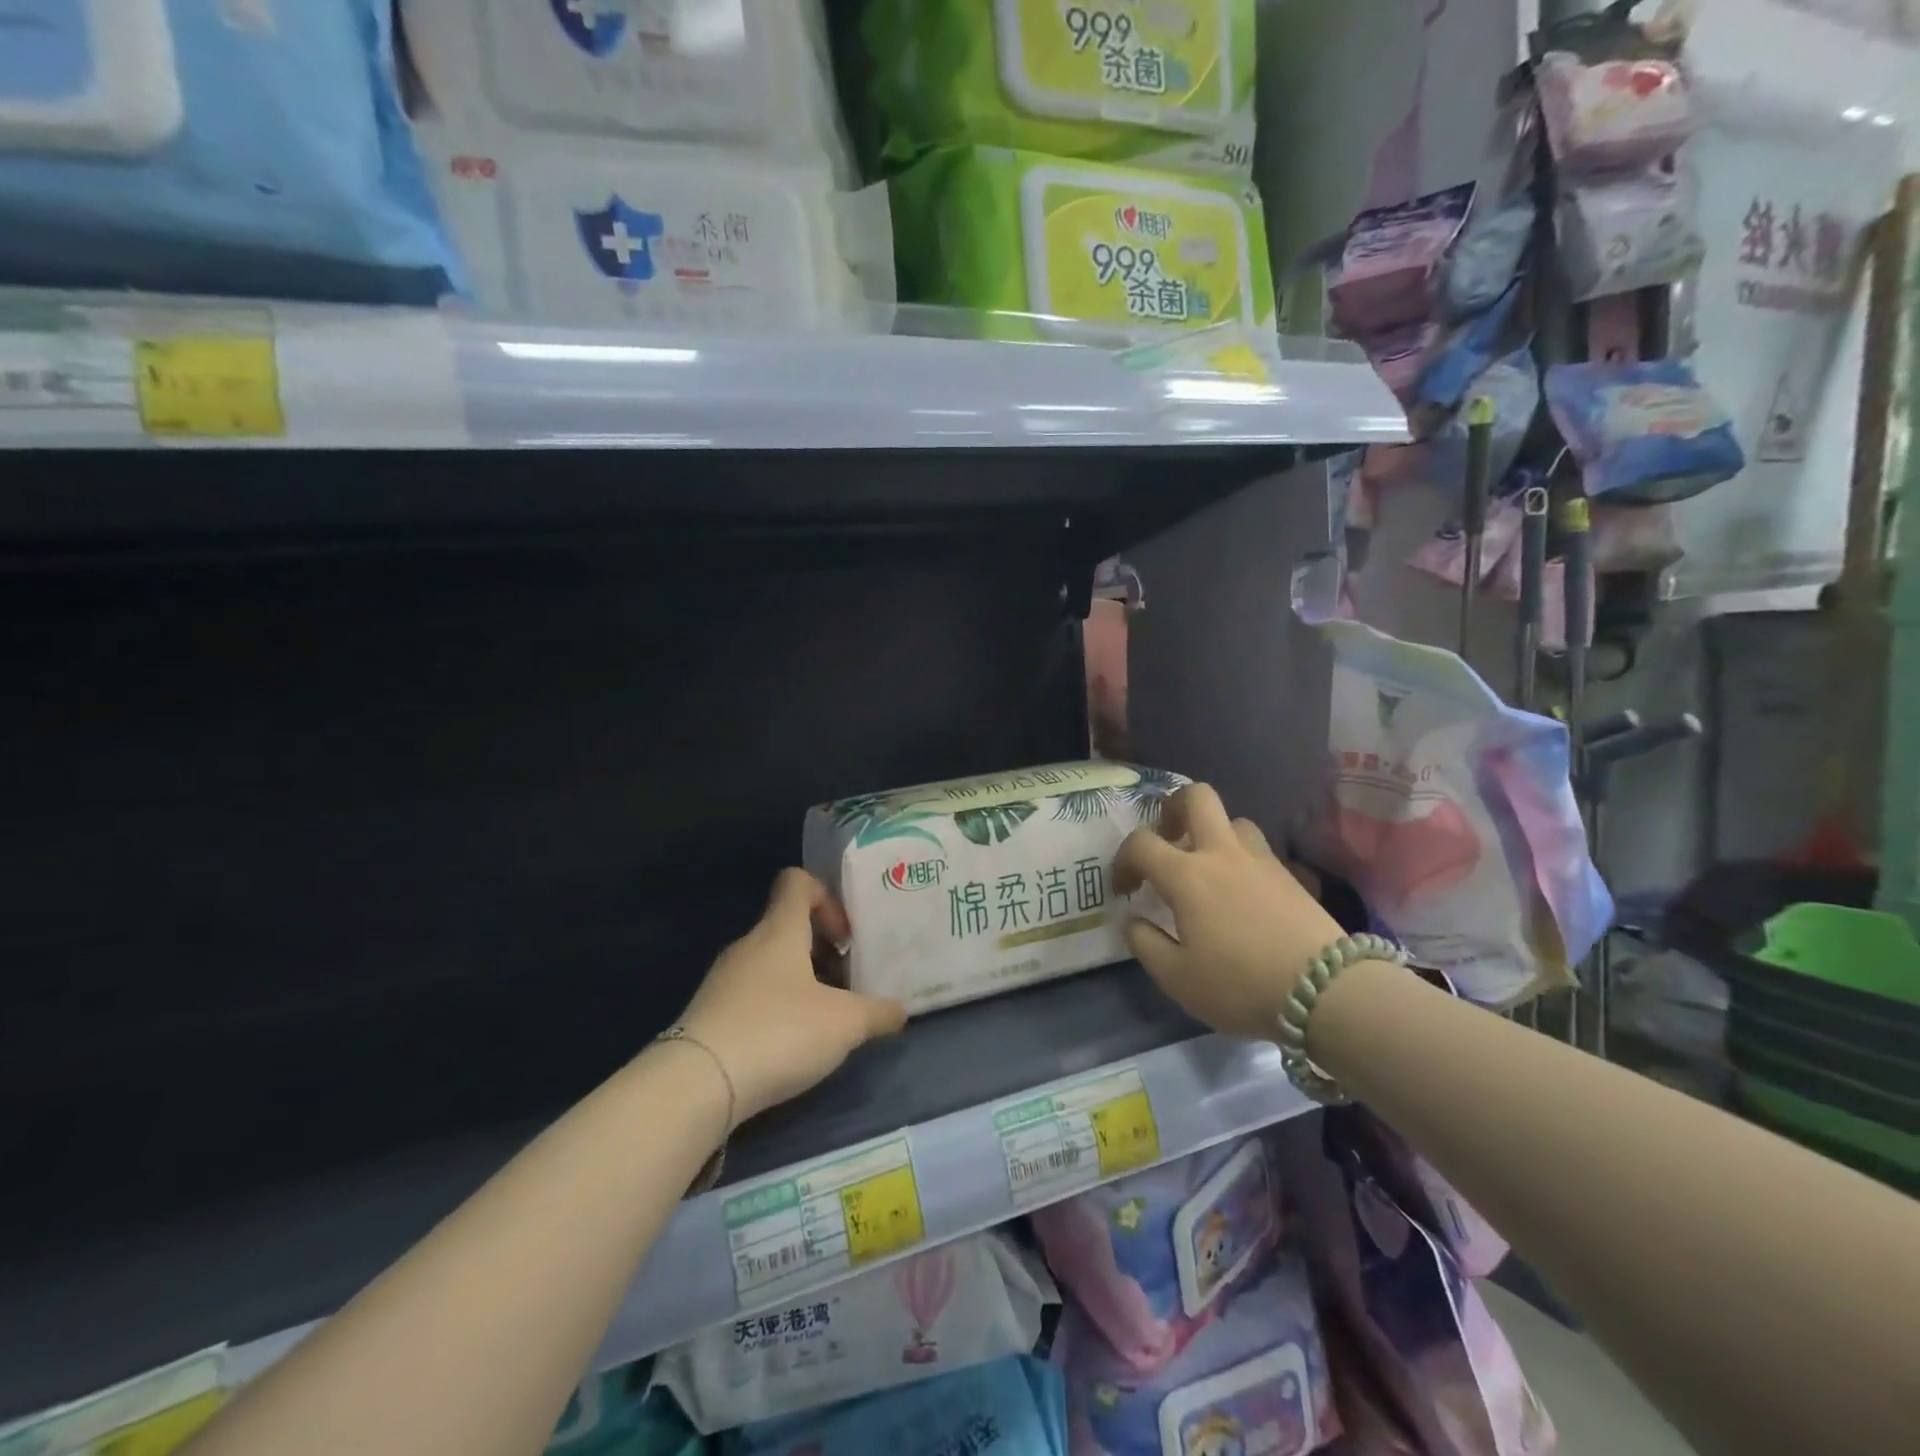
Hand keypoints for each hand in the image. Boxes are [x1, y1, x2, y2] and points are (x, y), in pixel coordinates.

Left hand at [678, 869, 906, 1128]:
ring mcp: (724, 980)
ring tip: (825, 1019)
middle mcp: (748, 945)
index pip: (797, 882)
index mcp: (779, 930)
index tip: (847, 937)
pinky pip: (752, 995)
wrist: (696, 1085)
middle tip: (848, 984)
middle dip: (822, 950)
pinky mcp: (709, 1015)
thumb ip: (878, 1013)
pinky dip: (776, 1008)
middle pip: (787, 927)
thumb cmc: (780, 1032)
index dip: (826, 898)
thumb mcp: (845, 1024)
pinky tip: (791, 1045)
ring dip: (801, 982)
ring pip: (770, 964)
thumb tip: (900, 1011)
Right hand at [1115, 784, 1346, 1039]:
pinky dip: (1243, 861)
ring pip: (1234, 821)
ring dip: (1214, 834)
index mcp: (1187, 875)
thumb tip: (1134, 919)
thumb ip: (1145, 943)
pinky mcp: (1292, 876)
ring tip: (1208, 868)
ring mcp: (1262, 860)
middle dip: (1173, 808)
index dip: (1123, 860)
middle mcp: (1222, 854)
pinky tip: (1243, 894)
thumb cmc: (1239, 984)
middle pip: (1196, 797)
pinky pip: (1260, 852)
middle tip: (1167, 838)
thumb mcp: (1177, 978)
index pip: (1141, 843)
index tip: (1125, 888)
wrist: (1326, 992)